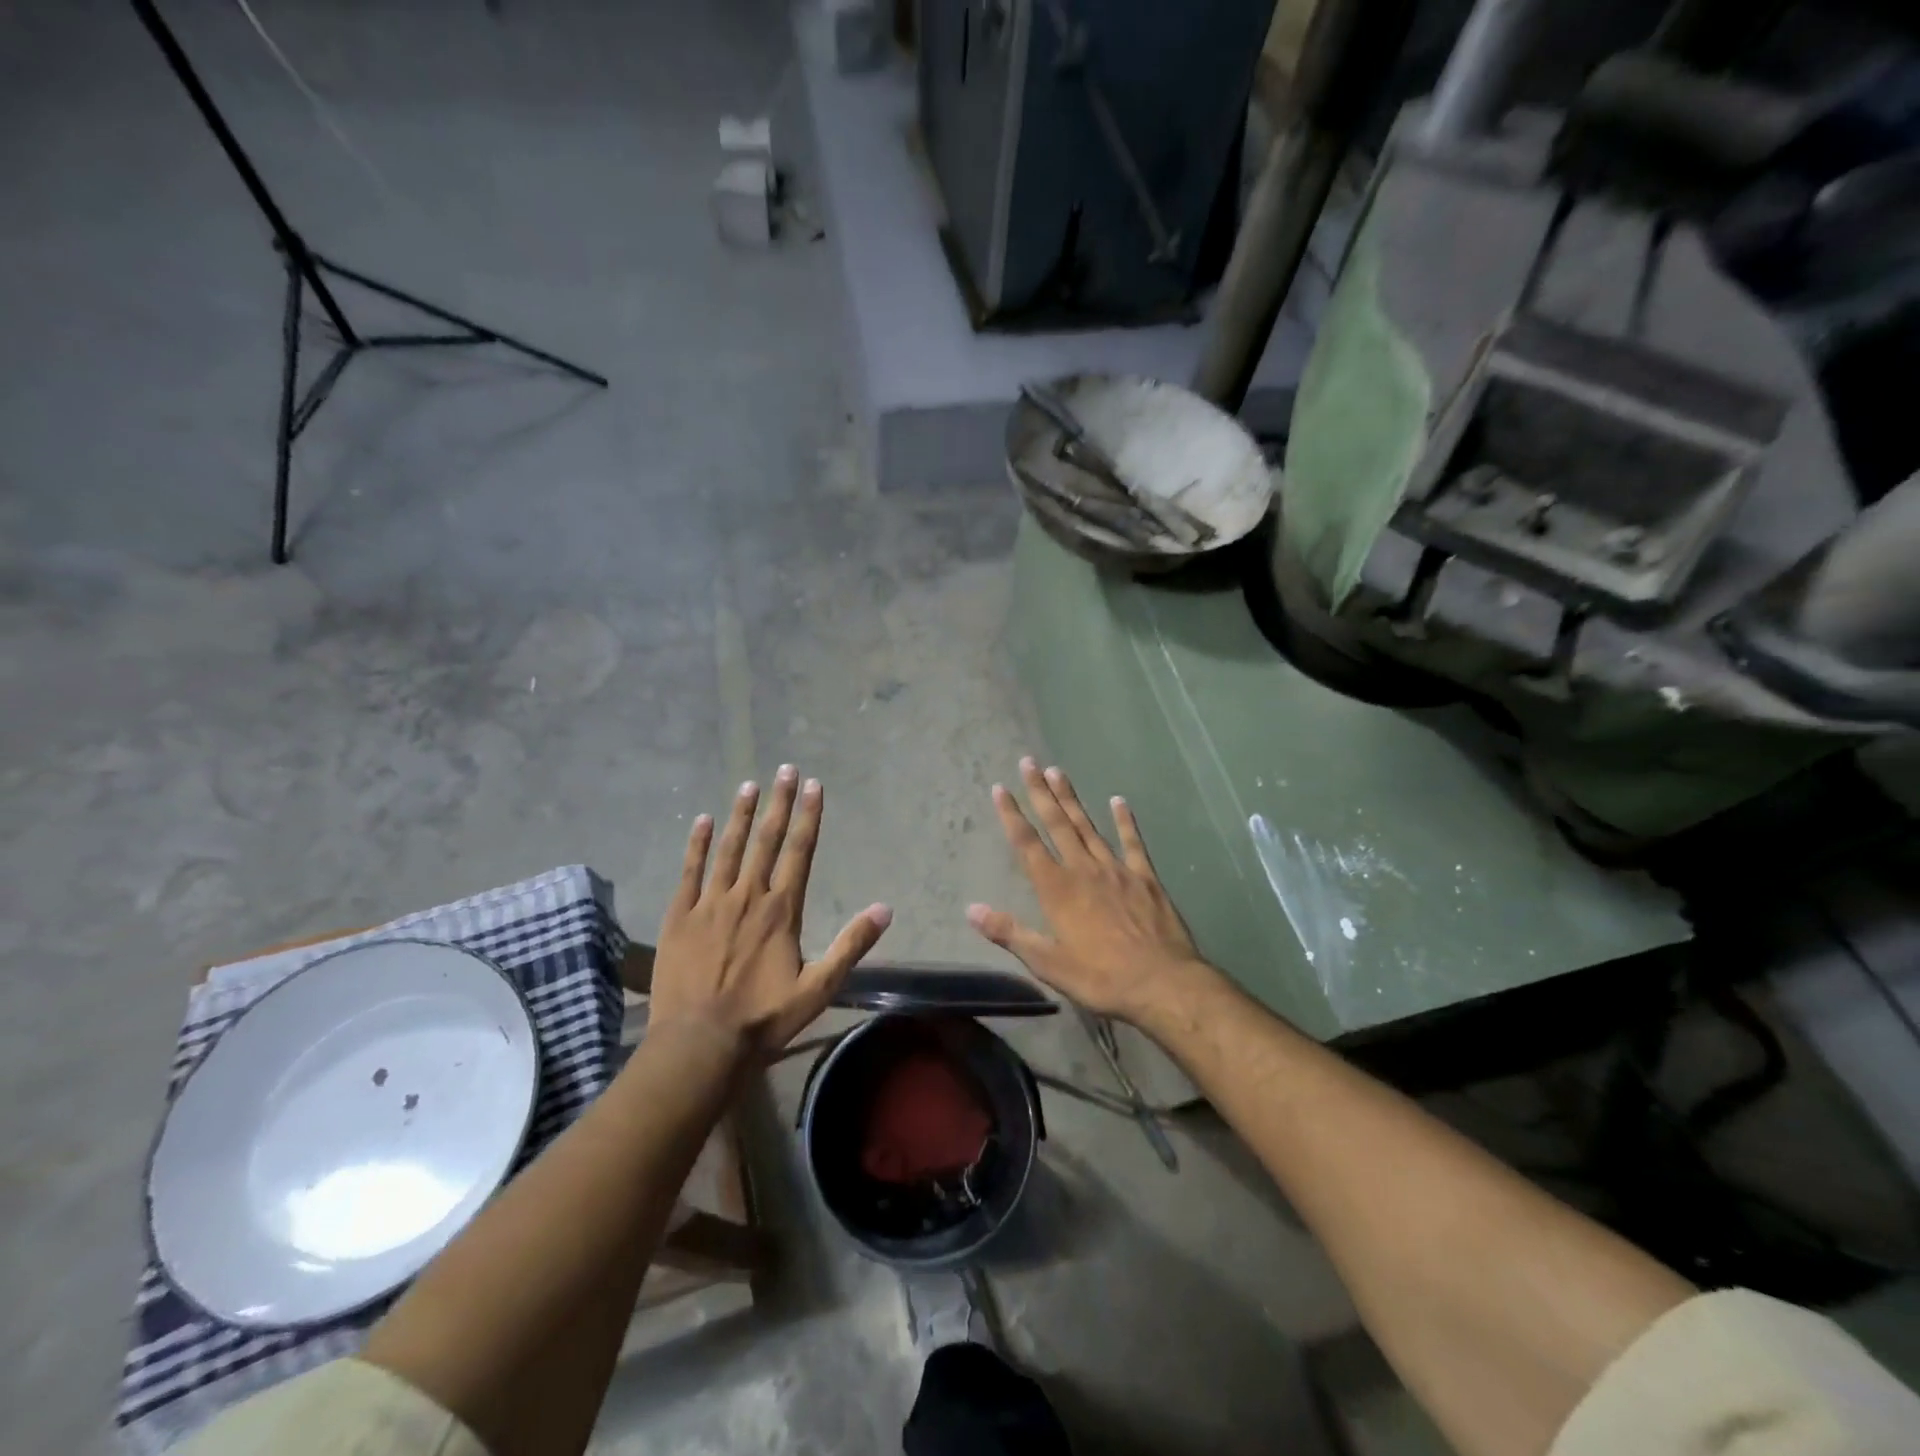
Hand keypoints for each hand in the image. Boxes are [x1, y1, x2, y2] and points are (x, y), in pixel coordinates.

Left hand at [650, 765, 891, 1056]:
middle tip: (786, 769)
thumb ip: (851, 945)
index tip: (814, 786)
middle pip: (767, 840)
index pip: (799, 852)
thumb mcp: (818, 988)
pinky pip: (690, 871)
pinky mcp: (680, 916)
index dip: (808, 817)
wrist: (699, 1043)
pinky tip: (702, 821)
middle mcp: (748, 896)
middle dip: (778, 803)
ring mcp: (710, 903)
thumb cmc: (763, 1018)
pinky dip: (696, 845)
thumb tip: (885, 909)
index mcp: (781, 910)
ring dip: (741, 815)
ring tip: (749, 785)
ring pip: (729, 849)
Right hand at [967, 758, 1215, 1023]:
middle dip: (1040, 792)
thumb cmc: (1100, 977)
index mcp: (1057, 889)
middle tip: (1029, 762)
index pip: (1027, 844)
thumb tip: (970, 909)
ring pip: (1088, 826)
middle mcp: (1083, 869)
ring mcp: (1116, 869)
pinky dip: (1124, 820)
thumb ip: (1009, 932)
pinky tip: (1118, 800)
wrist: (1162, 982)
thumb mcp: (1048, 962)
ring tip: (1058, 771)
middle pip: (1057, 823)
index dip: (1012, 815)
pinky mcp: (1145, 877)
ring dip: (1071, 798)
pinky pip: (1132, 842)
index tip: (1001, 788)